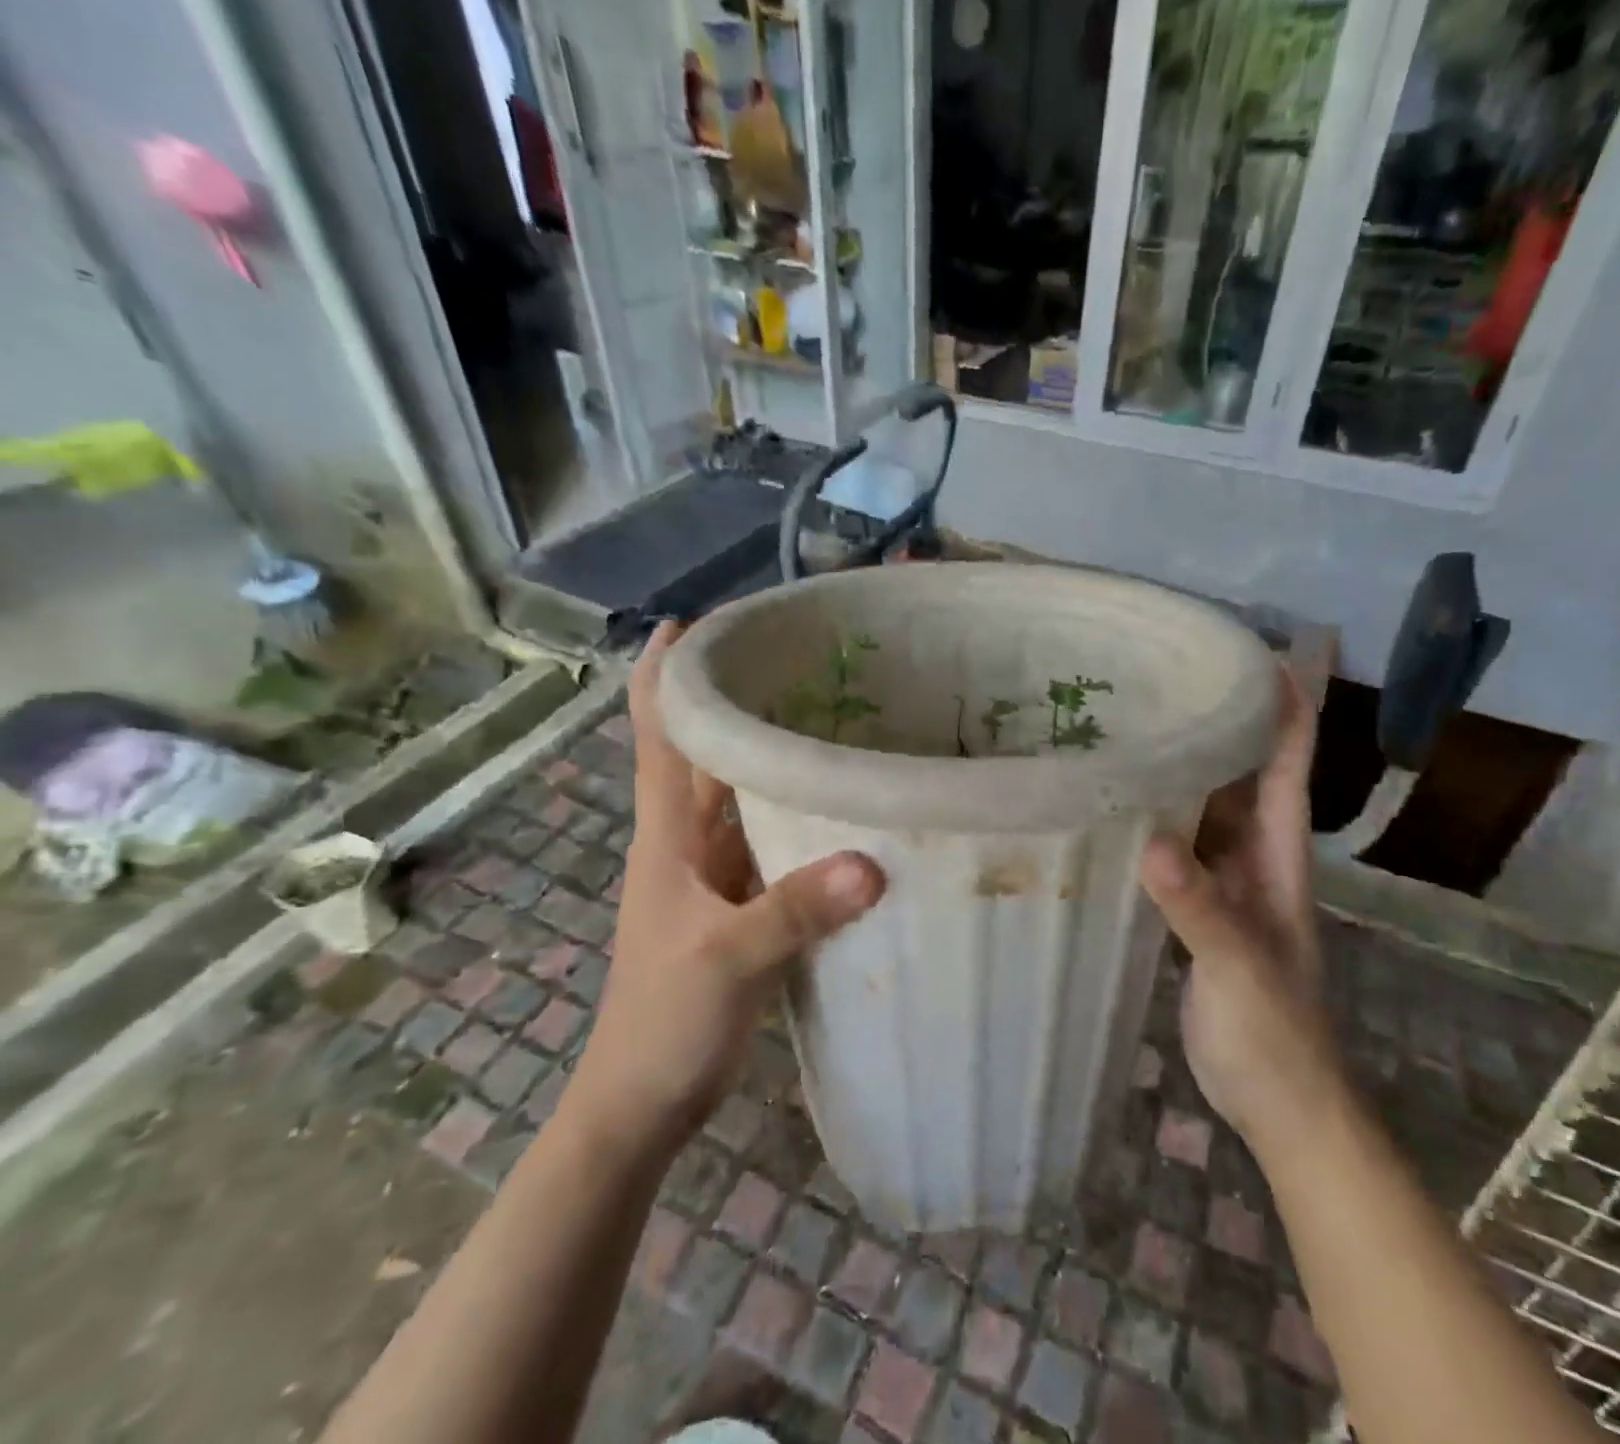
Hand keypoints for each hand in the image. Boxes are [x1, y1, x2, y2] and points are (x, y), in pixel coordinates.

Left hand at [568, 623, 883, 1149]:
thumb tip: (874, 862)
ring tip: (831, 712)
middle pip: (706, 750)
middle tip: (801, 658)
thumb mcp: (728, 959)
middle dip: (737, 699)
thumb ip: (796, 909)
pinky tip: (840, 802)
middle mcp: (688, 839)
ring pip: (742, 793)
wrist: (644, 1098)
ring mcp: (715, 872)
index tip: (698, 620)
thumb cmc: (665, 1020)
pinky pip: (770, 839)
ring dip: (771, 754)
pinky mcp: (741, 902)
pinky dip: (796, 812)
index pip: (657, 732)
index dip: (665, 672)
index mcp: (668, 834)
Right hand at [1137, 637, 1339, 1141]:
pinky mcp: (1196, 907)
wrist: (1279, 1102)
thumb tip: (1151, 843)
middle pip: (1241, 772)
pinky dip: (1153, 819)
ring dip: (1180, 767)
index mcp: (1278, 854)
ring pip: (1204, 807)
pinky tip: (1115, 804)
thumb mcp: (1239, 966)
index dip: (1284, 705)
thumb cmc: (1275, 1033)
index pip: (1288, 763)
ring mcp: (1224, 881)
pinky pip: (1176, 846)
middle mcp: (1253, 855)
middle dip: (1217, 720)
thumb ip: (1198, 907)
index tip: (1253, 651)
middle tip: (1163, 675)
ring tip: (1130, 723)